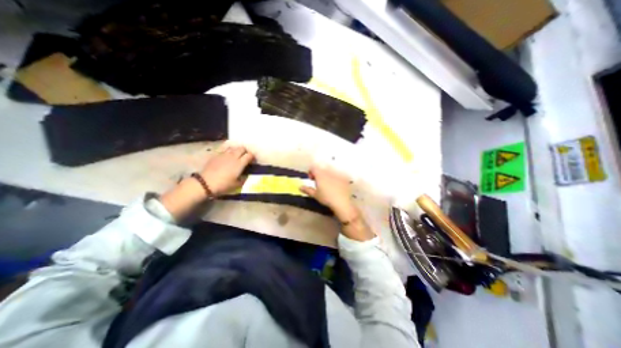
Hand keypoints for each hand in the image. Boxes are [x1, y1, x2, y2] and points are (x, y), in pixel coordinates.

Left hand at [202, 142, 253, 195]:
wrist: (205, 183)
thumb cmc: (223, 185)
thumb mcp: (237, 185)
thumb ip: (243, 179)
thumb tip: (246, 175)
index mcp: (240, 164)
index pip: (249, 155)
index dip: (252, 157)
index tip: (253, 160)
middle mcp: (233, 157)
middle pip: (242, 148)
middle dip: (245, 151)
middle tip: (246, 157)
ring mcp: (224, 154)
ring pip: (234, 147)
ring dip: (237, 150)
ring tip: (237, 155)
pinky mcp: (216, 155)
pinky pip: (224, 148)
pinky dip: (228, 149)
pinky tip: (228, 153)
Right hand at [298, 165, 356, 221]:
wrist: (342, 202)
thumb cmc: (326, 198)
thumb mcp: (315, 195)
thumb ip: (307, 190)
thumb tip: (300, 187)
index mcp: (320, 174)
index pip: (313, 168)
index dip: (310, 172)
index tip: (311, 179)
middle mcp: (328, 171)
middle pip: (321, 168)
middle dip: (318, 173)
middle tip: (318, 182)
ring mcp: (337, 174)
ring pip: (329, 171)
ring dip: (326, 175)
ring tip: (327, 184)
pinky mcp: (344, 177)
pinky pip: (337, 174)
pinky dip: (335, 178)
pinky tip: (336, 186)